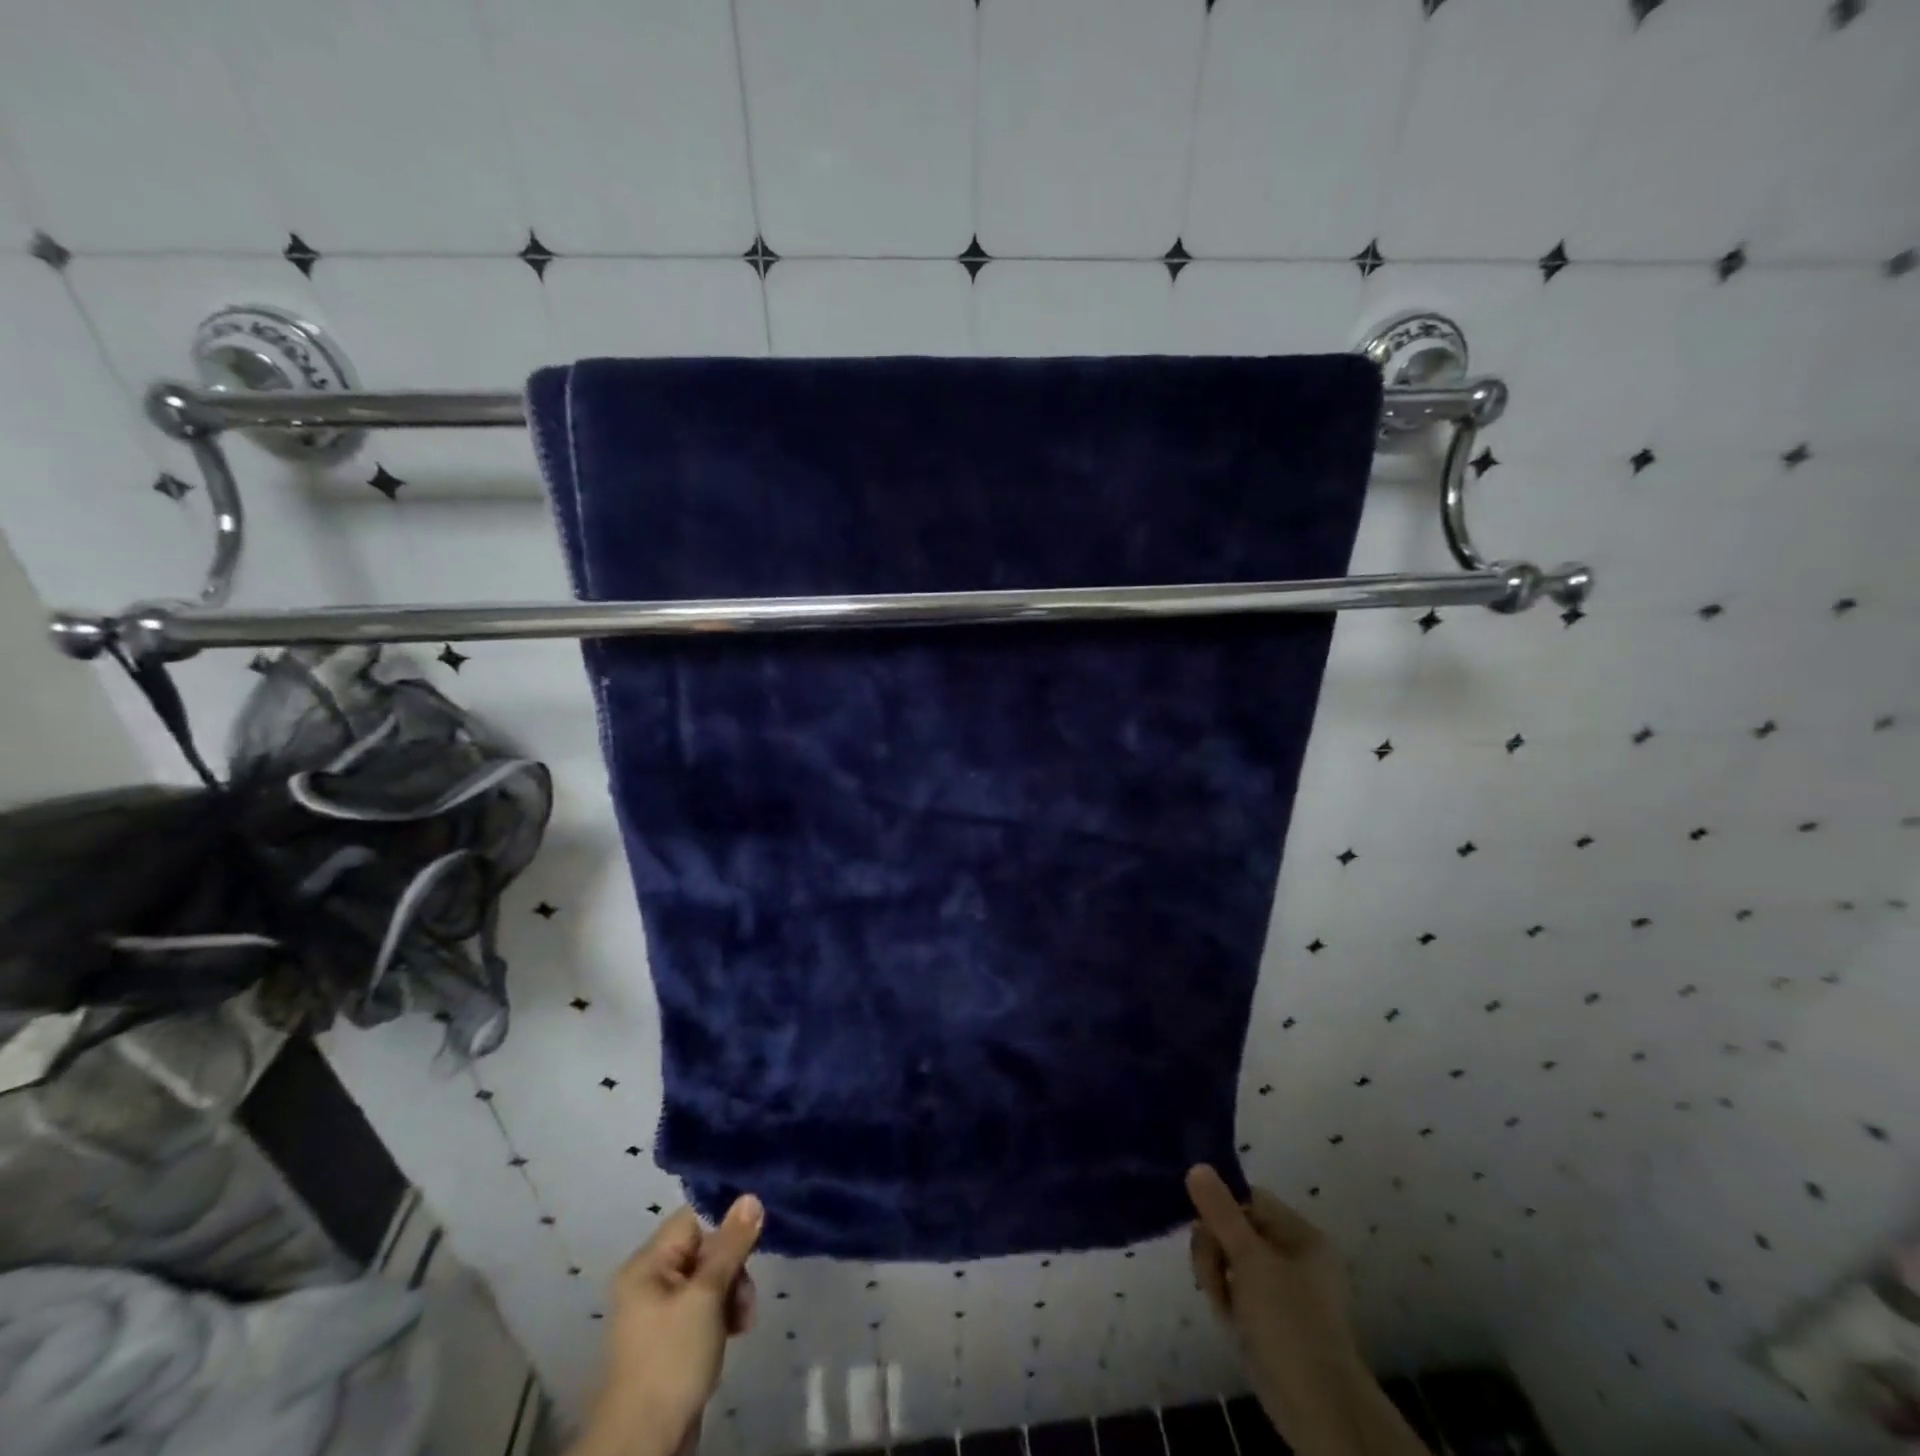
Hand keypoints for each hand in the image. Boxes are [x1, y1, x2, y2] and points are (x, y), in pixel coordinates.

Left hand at [571, 1196, 763, 1455]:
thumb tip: (751, 1196)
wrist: (644, 1444)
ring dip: (731, 1295)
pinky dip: (721, 1316)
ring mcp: (659, 1312)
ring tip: (742, 1323)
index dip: (724, 1228)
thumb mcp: (707, 1296)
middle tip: (744, 1300)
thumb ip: (731, 1245)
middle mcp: (649, 1281)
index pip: (693, 1219)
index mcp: (647, 1264)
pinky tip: (733, 1333)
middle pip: (704, 1249)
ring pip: (709, 1280)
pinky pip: (704, 1308)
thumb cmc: (672, 1359)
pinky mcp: (671, 1338)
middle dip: (732, 1270)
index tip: (748, 1249)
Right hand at [1188, 1166, 1423, 1455]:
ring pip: (1231, 1260)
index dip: (1222, 1209)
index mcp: (1301, 1235)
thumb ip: (1220, 1212)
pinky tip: (1229, 1320)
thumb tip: (1197, 1166)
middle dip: (1215, 1249)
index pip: (1248, 1199)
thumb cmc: (1289, 1322)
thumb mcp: (1250, 1260)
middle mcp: (1294, 1255)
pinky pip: (1237, 1290)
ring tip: (1222, 1305)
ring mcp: (1282, 1290)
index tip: (1203, 1229)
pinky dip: (1227, 1299)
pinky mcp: (1271, 1318)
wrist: (1319, 1411)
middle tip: (1213, 1277)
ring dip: (1217, 1276)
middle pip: (1235, 1228)